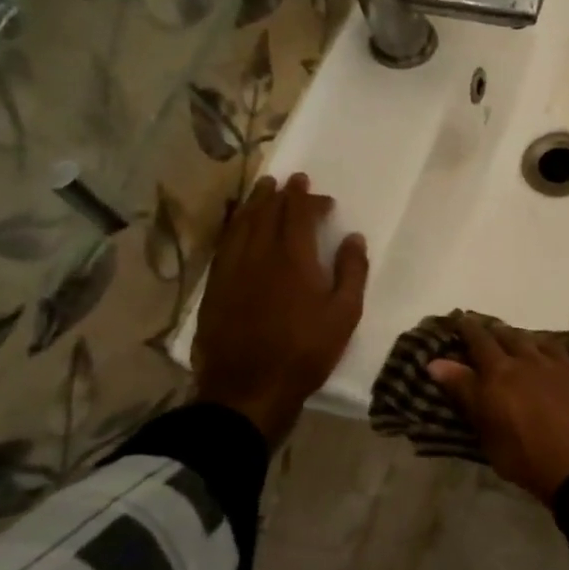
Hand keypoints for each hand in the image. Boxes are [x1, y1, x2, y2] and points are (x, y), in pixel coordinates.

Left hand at [192, 173, 367, 441]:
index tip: (320, 195)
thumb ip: (351, 272)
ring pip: (242, 225)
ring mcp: (232, 271)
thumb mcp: (344, 314)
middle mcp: (259, 255)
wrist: (249, 389)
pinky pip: (225, 245)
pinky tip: (238, 226)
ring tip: (262, 189)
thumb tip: (353, 238)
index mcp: (293, 258)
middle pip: (267, 213)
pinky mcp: (215, 288)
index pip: (298, 215)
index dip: (308, 199)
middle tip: (290, 180)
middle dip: (281, 194)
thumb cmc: (306, 351)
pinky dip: (234, 227)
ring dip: (254, 204)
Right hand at [427, 315, 568, 503]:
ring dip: (529, 336)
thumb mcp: (488, 435)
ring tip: (521, 334)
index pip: (478, 345)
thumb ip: (466, 394)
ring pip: (541, 340)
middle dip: (496, 332)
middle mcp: (528, 361)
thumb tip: (437, 363)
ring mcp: (562, 363)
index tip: (461, 320)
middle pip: (509, 338)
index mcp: (500, 377)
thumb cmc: (529, 460)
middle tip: (489, 328)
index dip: (469, 331)